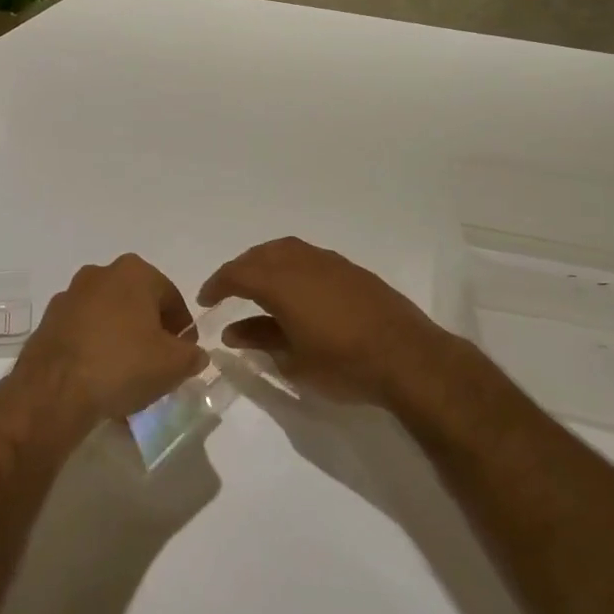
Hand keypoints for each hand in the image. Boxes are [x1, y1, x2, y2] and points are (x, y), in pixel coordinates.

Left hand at [9, 255, 206, 430]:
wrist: (55, 390)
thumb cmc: (122, 364)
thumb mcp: (174, 364)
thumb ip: (192, 355)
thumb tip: (192, 354)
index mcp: (134, 272)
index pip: (171, 297)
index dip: (182, 328)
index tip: (184, 354)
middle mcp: (99, 274)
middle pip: (137, 303)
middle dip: (149, 330)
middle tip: (157, 363)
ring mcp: (69, 296)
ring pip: (108, 317)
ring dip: (120, 338)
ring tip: (127, 375)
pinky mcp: (48, 321)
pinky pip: (83, 332)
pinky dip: (94, 348)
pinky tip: (99, 378)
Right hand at [199, 238, 455, 405]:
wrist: (408, 358)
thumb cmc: (343, 364)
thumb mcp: (293, 361)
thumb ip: (260, 340)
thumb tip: (234, 332)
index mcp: (281, 283)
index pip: (237, 274)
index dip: (217, 285)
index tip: (206, 301)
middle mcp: (302, 263)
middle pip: (261, 255)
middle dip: (240, 269)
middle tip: (229, 290)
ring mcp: (330, 262)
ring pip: (287, 250)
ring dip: (266, 263)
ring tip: (260, 285)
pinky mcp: (352, 270)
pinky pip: (310, 257)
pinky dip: (292, 266)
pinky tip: (297, 290)